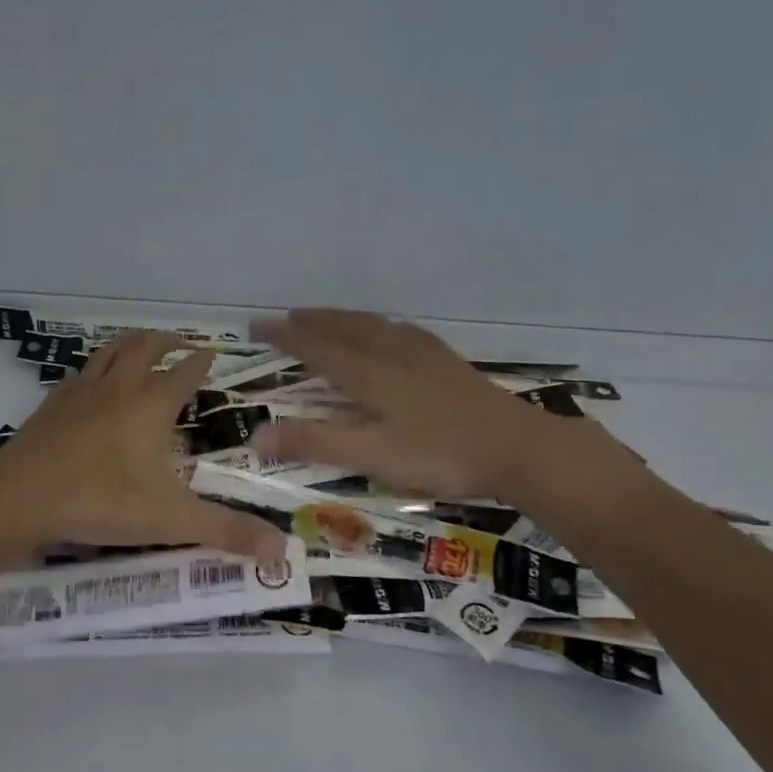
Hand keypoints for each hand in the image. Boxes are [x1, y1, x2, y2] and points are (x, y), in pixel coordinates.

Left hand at [0, 331, 287, 562]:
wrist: (21, 497)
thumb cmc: (103, 501)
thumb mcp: (172, 519)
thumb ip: (226, 532)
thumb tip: (282, 550)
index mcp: (152, 404)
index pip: (186, 372)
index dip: (202, 363)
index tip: (214, 354)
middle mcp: (119, 388)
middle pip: (146, 347)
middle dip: (167, 341)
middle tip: (181, 343)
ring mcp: (80, 393)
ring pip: (109, 352)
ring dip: (129, 345)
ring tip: (139, 347)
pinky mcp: (50, 406)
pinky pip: (77, 376)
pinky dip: (92, 372)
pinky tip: (88, 385)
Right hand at [251, 309, 618, 502]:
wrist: (517, 447)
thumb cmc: (440, 454)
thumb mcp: (371, 455)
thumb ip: (315, 444)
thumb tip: (255, 436)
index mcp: (370, 373)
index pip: (317, 347)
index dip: (285, 336)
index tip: (256, 325)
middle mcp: (393, 354)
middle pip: (345, 328)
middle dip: (312, 321)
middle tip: (286, 316)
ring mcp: (424, 355)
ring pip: (374, 325)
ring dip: (344, 318)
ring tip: (328, 317)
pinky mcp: (448, 363)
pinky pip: (402, 331)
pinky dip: (381, 325)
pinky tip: (392, 330)